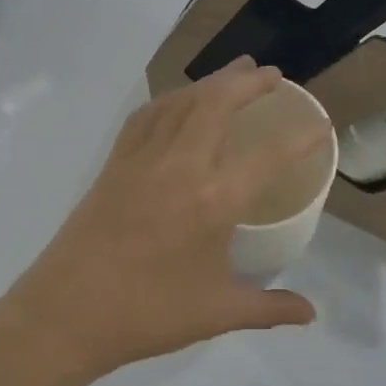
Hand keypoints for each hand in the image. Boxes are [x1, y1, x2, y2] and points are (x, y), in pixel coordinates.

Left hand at [0, 58, 324, 385]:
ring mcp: (143, 159)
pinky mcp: (115, 163)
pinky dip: (170, 99)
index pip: (268, 155)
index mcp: (214, 200)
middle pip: (219, 104)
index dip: (300, 137)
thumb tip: (310, 312)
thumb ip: (269, 308)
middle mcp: (182, 165)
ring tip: (235, 72)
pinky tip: (178, 101)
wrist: (65, 314)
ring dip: (212, 81)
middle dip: (250, 82)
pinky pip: (147, 116)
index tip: (320, 123)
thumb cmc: (147, 314)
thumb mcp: (217, 313)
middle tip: (272, 75)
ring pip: (182, 102)